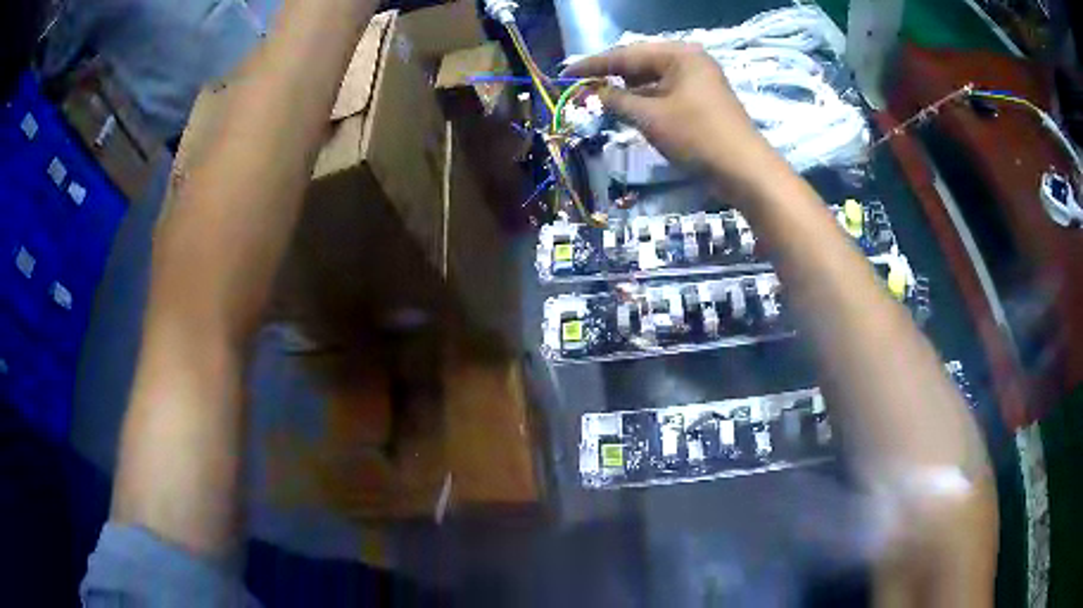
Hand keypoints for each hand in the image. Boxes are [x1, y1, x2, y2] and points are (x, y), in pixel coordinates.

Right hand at [564, 42, 784, 200]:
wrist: (745, 171)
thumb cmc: (697, 136)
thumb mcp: (650, 117)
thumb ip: (616, 101)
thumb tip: (591, 93)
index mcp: (679, 54)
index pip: (626, 54)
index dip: (593, 65)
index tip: (565, 74)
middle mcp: (689, 61)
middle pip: (640, 65)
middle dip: (610, 78)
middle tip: (580, 89)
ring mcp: (698, 82)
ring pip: (652, 81)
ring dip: (627, 92)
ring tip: (597, 101)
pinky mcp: (702, 102)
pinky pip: (665, 94)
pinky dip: (645, 102)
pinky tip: (627, 110)